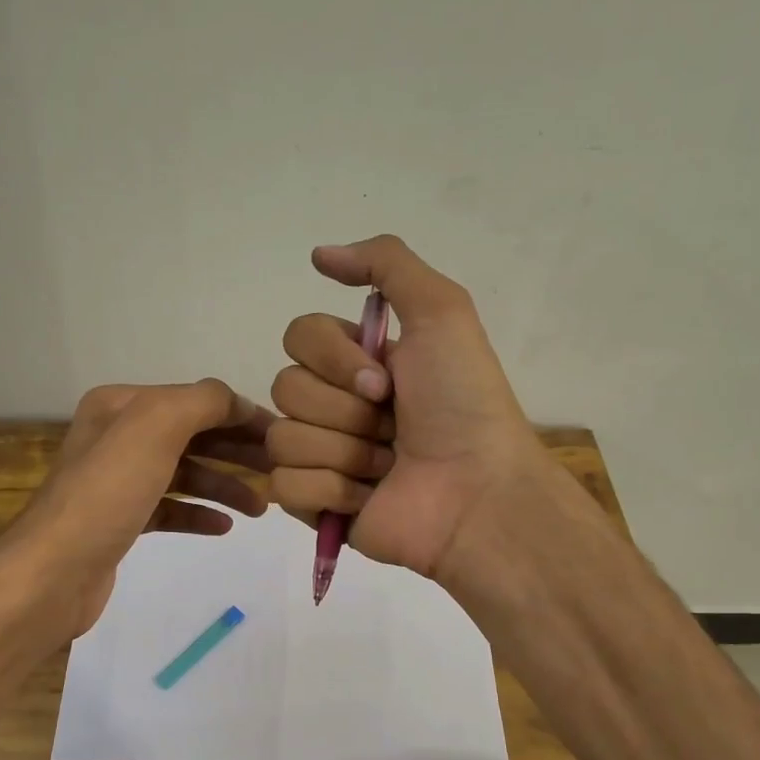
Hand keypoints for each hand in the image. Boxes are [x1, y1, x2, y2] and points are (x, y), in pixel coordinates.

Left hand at [3, 379, 271, 641]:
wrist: (55, 570)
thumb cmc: (108, 491)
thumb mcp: (156, 426)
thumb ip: (203, 401)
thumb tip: (235, 403)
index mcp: (121, 406)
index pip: (195, 400)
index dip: (240, 416)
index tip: (283, 438)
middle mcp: (117, 437)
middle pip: (192, 437)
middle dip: (237, 452)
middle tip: (279, 471)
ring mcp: (117, 482)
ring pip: (184, 475)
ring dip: (224, 486)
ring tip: (262, 508)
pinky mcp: (120, 522)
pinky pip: (170, 509)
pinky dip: (198, 514)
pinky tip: (224, 526)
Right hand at [268, 235, 552, 585]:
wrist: (477, 493)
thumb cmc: (463, 404)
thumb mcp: (442, 312)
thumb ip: (386, 265)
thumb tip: (318, 254)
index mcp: (357, 362)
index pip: (299, 336)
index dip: (335, 358)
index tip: (385, 382)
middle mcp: (335, 405)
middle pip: (285, 387)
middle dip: (344, 410)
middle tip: (391, 428)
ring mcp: (321, 457)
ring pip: (282, 438)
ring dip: (343, 451)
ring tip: (386, 467)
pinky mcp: (314, 505)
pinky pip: (284, 485)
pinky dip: (331, 490)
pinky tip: (368, 497)